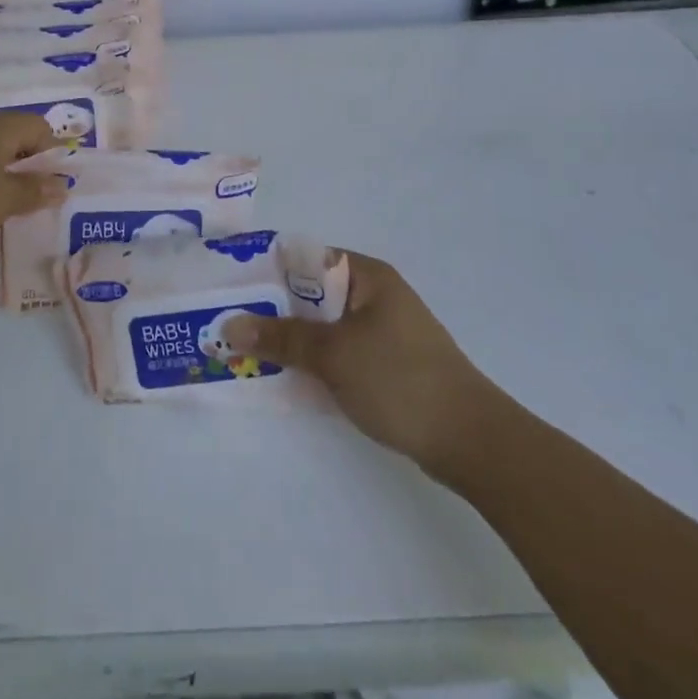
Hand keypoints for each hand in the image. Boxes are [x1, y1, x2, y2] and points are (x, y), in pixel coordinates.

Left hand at [0, 111, 67, 253]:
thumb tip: (61, 185)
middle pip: (15, 151)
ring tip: (12, 233)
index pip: (41, 129)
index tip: (60, 188)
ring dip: (3, 199)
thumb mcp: (1, 200)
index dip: (55, 156)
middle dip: (29, 183)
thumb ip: (34, 193)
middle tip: (41, 212)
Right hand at [225, 252, 499, 476]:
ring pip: (323, 326)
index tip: (230, 288)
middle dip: (272, 309)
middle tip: (228, 323)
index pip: (307, 258)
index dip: (267, 270)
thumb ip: (280, 338)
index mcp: (367, 276)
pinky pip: (338, 351)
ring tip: (246, 351)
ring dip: (290, 338)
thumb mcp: (333, 355)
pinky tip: (285, 377)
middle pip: (312, 294)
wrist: (470, 440)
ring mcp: (382, 331)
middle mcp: (375, 295)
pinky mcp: (386, 363)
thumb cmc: (399, 380)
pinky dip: (313, 360)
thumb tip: (228, 326)